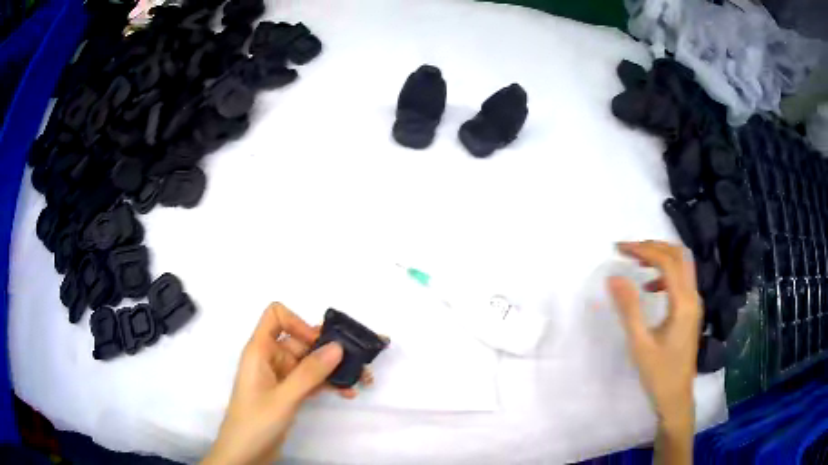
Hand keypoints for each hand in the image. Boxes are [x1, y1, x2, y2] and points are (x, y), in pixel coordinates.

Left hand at [202, 303, 353, 464]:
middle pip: (300, 340)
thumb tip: (338, 346)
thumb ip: (310, 372)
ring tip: (361, 379)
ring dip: (333, 369)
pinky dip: (327, 384)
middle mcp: (270, 358)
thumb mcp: (284, 397)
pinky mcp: (288, 393)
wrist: (245, 454)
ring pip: (309, 362)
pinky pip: (310, 380)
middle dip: (328, 350)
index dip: (298, 323)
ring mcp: (280, 377)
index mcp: (260, 350)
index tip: (319, 344)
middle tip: (358, 361)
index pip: (276, 316)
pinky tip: (347, 392)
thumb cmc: (256, 421)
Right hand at [608, 241, 700, 429]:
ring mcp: (694, 303)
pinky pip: (681, 280)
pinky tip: (649, 288)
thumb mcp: (640, 344)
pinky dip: (665, 274)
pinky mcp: (691, 311)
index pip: (666, 262)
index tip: (619, 249)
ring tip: (636, 261)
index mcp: (683, 303)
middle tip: (628, 250)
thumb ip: (629, 309)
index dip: (643, 249)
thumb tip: (614, 277)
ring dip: (660, 257)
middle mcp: (693, 297)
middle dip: (653, 246)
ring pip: (682, 265)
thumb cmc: (658, 374)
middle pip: (679, 255)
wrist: (676, 397)